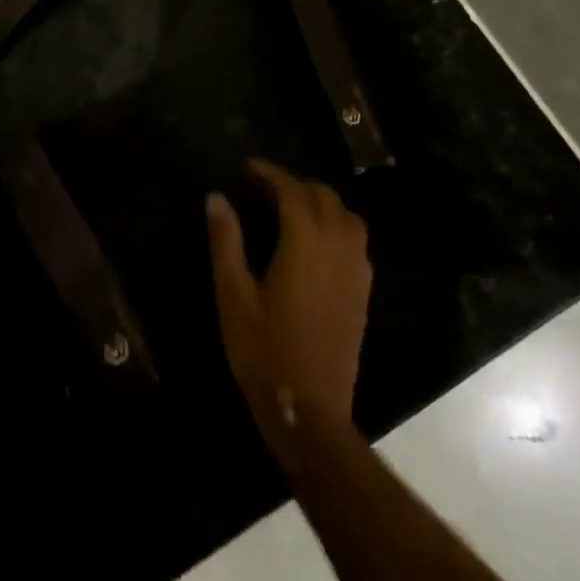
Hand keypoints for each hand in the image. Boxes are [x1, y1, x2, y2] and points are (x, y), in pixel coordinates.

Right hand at [208, 160, 371, 464]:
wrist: (310, 413)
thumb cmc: (265, 351)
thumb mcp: (233, 295)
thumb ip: (226, 241)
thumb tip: (217, 197)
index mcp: (304, 243)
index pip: (291, 190)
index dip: (270, 173)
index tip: (247, 166)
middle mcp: (337, 248)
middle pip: (323, 197)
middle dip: (295, 183)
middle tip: (264, 186)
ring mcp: (356, 271)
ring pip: (346, 216)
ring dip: (320, 201)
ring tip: (291, 207)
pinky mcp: (362, 293)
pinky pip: (356, 240)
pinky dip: (336, 224)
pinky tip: (316, 241)